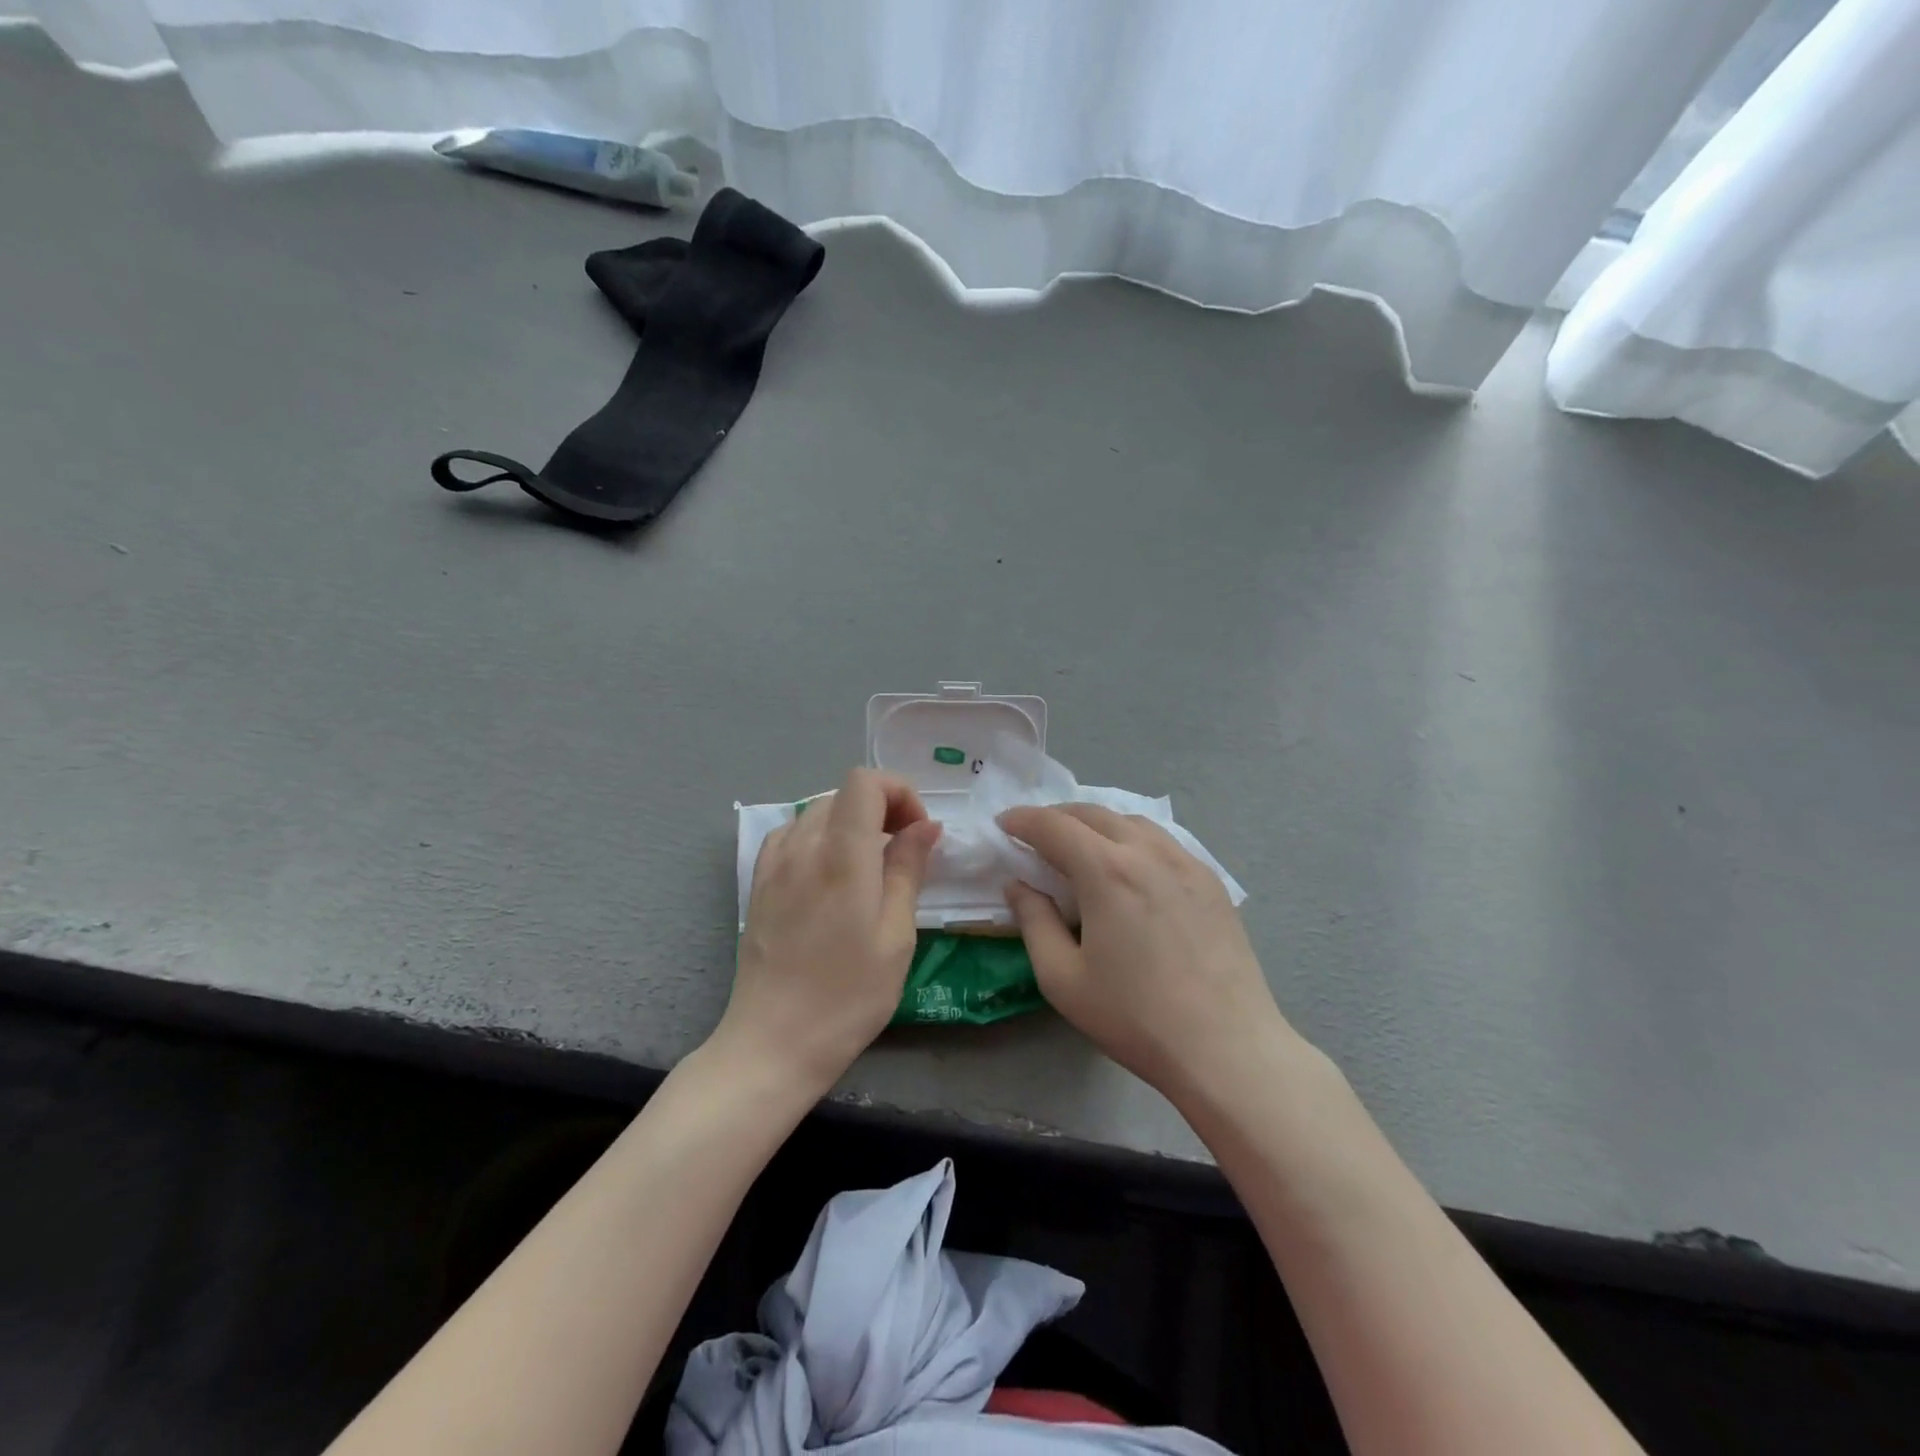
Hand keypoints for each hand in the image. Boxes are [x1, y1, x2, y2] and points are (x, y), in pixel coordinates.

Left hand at [718, 768, 941, 1095]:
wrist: (774, 1043)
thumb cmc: (848, 996)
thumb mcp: (896, 936)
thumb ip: (908, 870)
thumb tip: (925, 826)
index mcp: (842, 855)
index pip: (865, 782)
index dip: (899, 792)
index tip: (918, 833)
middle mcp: (803, 847)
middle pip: (843, 793)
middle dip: (881, 807)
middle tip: (904, 851)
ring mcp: (774, 864)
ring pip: (817, 811)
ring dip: (851, 823)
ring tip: (870, 865)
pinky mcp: (759, 884)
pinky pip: (790, 835)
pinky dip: (818, 837)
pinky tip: (829, 872)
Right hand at [998, 804, 1291, 1102]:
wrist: (1226, 1048)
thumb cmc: (1135, 1017)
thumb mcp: (1063, 978)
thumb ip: (1034, 922)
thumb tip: (1019, 885)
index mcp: (1106, 871)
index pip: (1054, 826)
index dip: (1023, 820)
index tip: (1004, 824)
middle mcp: (1147, 852)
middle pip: (1094, 814)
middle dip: (1057, 816)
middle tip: (1034, 834)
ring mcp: (1186, 862)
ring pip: (1132, 822)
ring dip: (1097, 823)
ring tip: (1080, 845)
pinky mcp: (1211, 881)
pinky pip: (1163, 841)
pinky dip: (1133, 838)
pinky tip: (1130, 866)